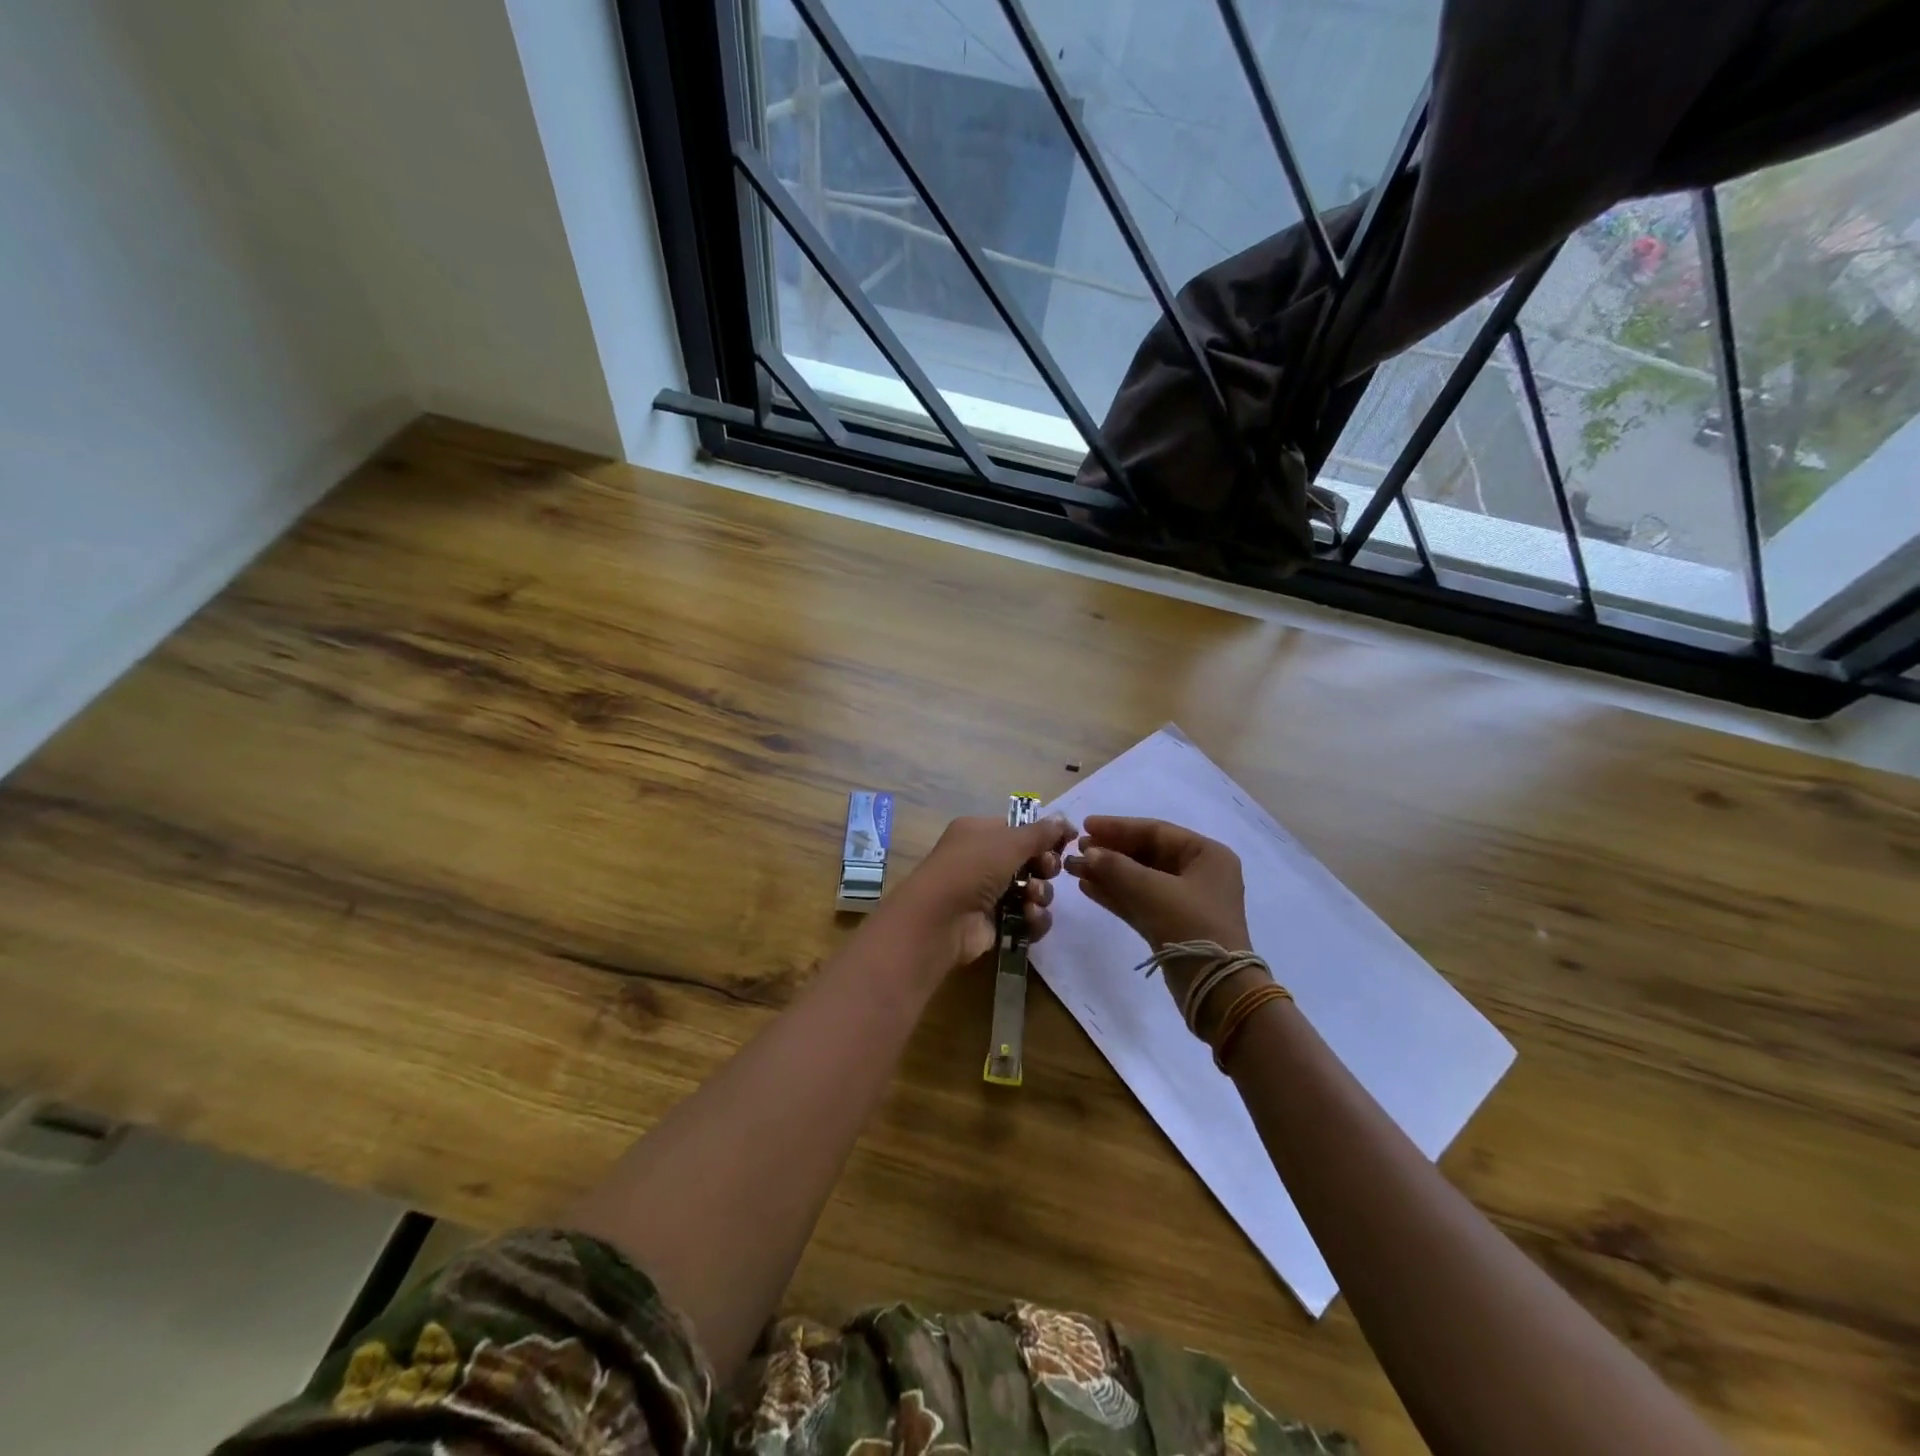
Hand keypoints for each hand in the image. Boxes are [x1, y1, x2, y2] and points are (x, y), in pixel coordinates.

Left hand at [881, 812, 1076, 974]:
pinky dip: (1034, 917)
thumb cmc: (971, 868)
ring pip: (1033, 890)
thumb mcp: (1008, 842)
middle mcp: (983, 860)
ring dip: (1040, 893)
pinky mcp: (997, 923)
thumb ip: (1040, 833)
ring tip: (1032, 896)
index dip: (1044, 836)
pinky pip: (1028, 917)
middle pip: (1031, 860)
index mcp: (979, 833)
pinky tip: (1029, 916)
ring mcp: (990, 894)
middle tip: (1045, 870)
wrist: (940, 920)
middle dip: (1045, 866)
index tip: (1067, 841)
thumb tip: (1064, 819)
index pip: (1019, 829)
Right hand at [1065, 817, 1252, 1006]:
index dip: (1118, 827)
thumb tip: (1088, 853)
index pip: (1156, 831)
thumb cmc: (1190, 925)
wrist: (1215, 988)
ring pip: (1139, 878)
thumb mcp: (1151, 890)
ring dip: (1107, 872)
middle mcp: (1198, 873)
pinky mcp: (1171, 925)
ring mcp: (1185, 900)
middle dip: (1110, 851)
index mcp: (1206, 855)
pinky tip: (1087, 887)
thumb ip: (1116, 867)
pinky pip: (1139, 900)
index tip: (1085, 825)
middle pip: (1146, 853)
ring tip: (1073, 868)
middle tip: (1075, 849)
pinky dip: (1115, 893)